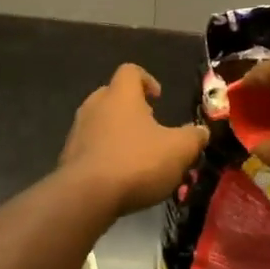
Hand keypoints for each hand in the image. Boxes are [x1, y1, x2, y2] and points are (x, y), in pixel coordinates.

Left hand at [57, 64, 208, 215]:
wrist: (85, 197)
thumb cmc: (136, 162)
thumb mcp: (178, 150)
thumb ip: (193, 138)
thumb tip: (201, 132)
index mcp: (120, 95)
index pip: (130, 71)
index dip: (146, 79)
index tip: (158, 98)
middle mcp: (94, 106)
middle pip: (112, 95)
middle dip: (130, 109)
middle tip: (149, 128)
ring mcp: (77, 132)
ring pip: (99, 123)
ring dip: (116, 134)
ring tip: (136, 156)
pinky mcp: (68, 158)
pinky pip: (89, 148)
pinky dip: (104, 156)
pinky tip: (118, 177)